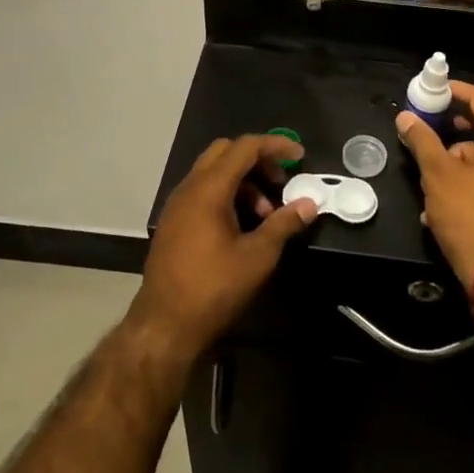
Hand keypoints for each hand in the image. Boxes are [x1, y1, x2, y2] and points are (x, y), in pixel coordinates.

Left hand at [131, 135, 317, 361]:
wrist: (163, 326)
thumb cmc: (213, 288)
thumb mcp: (257, 257)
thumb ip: (284, 224)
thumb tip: (309, 204)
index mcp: (209, 188)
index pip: (245, 147)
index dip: (275, 146)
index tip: (299, 157)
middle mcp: (190, 187)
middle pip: (226, 152)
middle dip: (257, 160)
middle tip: (280, 182)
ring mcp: (178, 204)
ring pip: (214, 172)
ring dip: (243, 182)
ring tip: (265, 215)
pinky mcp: (173, 221)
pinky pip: (203, 191)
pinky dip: (226, 195)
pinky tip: (242, 226)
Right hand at [396, 81, 473, 285]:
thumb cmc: (468, 215)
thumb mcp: (437, 174)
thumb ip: (422, 140)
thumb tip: (405, 117)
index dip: (458, 90)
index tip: (435, 89)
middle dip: (473, 114)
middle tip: (447, 117)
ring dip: (470, 142)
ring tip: (439, 154)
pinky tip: (446, 183)